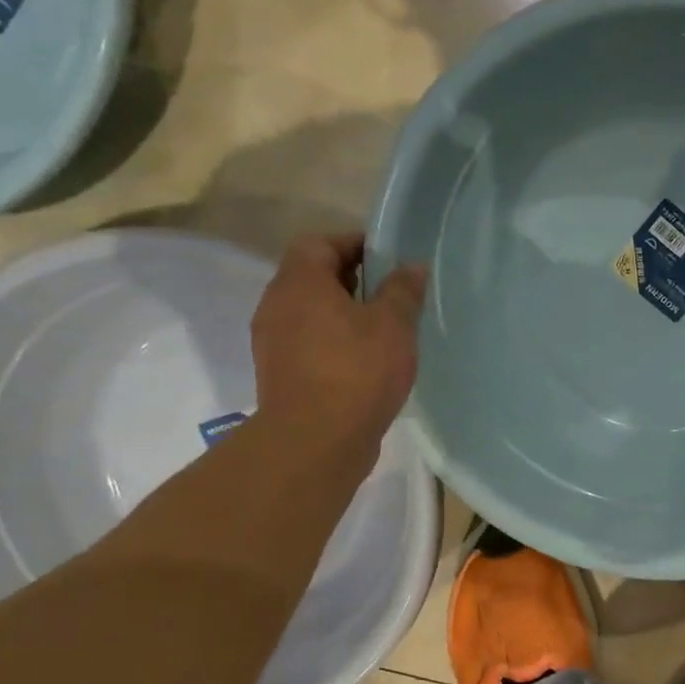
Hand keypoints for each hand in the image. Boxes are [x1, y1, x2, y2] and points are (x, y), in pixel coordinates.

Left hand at [250, 235, 427, 450]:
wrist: (315, 441)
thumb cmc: (357, 370)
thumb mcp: (393, 325)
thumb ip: (403, 290)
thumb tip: (412, 266)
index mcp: (300, 283)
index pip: (319, 243)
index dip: (353, 243)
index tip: (387, 257)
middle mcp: (276, 305)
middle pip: (311, 276)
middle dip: (350, 278)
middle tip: (390, 292)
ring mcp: (273, 342)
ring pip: (309, 312)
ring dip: (342, 313)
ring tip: (382, 329)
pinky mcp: (279, 374)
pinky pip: (307, 342)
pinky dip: (333, 341)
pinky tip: (364, 361)